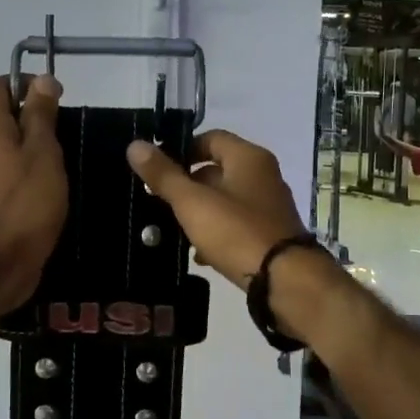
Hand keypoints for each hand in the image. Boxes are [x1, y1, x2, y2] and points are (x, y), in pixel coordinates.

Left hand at [0, 75, 67, 314]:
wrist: (5, 260)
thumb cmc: (28, 201)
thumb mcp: (43, 151)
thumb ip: (41, 115)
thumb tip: (42, 81)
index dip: (23, 83)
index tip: (55, 96)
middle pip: (1, 116)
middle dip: (33, 115)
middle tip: (65, 128)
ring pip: (8, 146)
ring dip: (33, 144)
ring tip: (65, 157)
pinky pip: (10, 172)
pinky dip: (30, 169)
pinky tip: (53, 185)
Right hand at [125, 130, 309, 289]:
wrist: (284, 280)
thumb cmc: (236, 232)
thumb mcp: (192, 202)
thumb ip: (163, 175)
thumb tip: (135, 145)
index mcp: (248, 158)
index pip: (210, 138)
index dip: (181, 149)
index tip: (156, 169)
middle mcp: (263, 176)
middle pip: (217, 169)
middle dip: (187, 185)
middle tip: (158, 201)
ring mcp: (269, 206)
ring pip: (225, 200)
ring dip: (200, 212)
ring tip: (173, 229)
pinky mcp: (270, 234)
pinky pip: (236, 225)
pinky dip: (217, 234)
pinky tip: (199, 254)